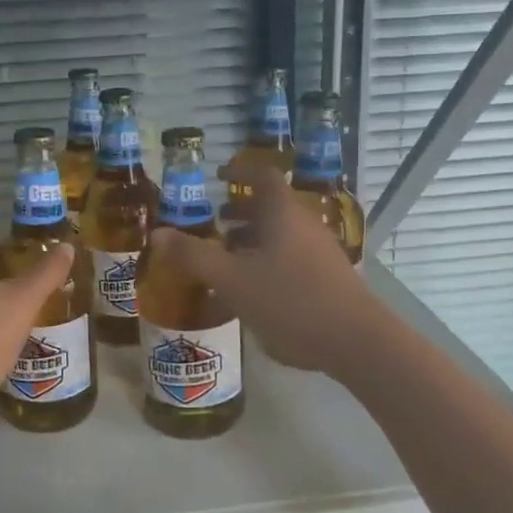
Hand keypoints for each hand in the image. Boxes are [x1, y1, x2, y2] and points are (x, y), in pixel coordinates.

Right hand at [150, 154, 376, 374]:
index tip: (218, 175)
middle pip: (272, 207)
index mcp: (282, 214)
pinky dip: (267, 262)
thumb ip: (193, 256)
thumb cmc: (290, 300)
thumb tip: (156, 234)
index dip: (239, 171)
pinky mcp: (328, 279)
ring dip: (253, 240)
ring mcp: (320, 253)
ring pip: (281, 235)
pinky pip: (291, 258)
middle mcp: (304, 225)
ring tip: (228, 259)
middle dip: (241, 212)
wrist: (356, 341)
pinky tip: (254, 292)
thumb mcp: (232, 279)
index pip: (262, 176)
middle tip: (216, 222)